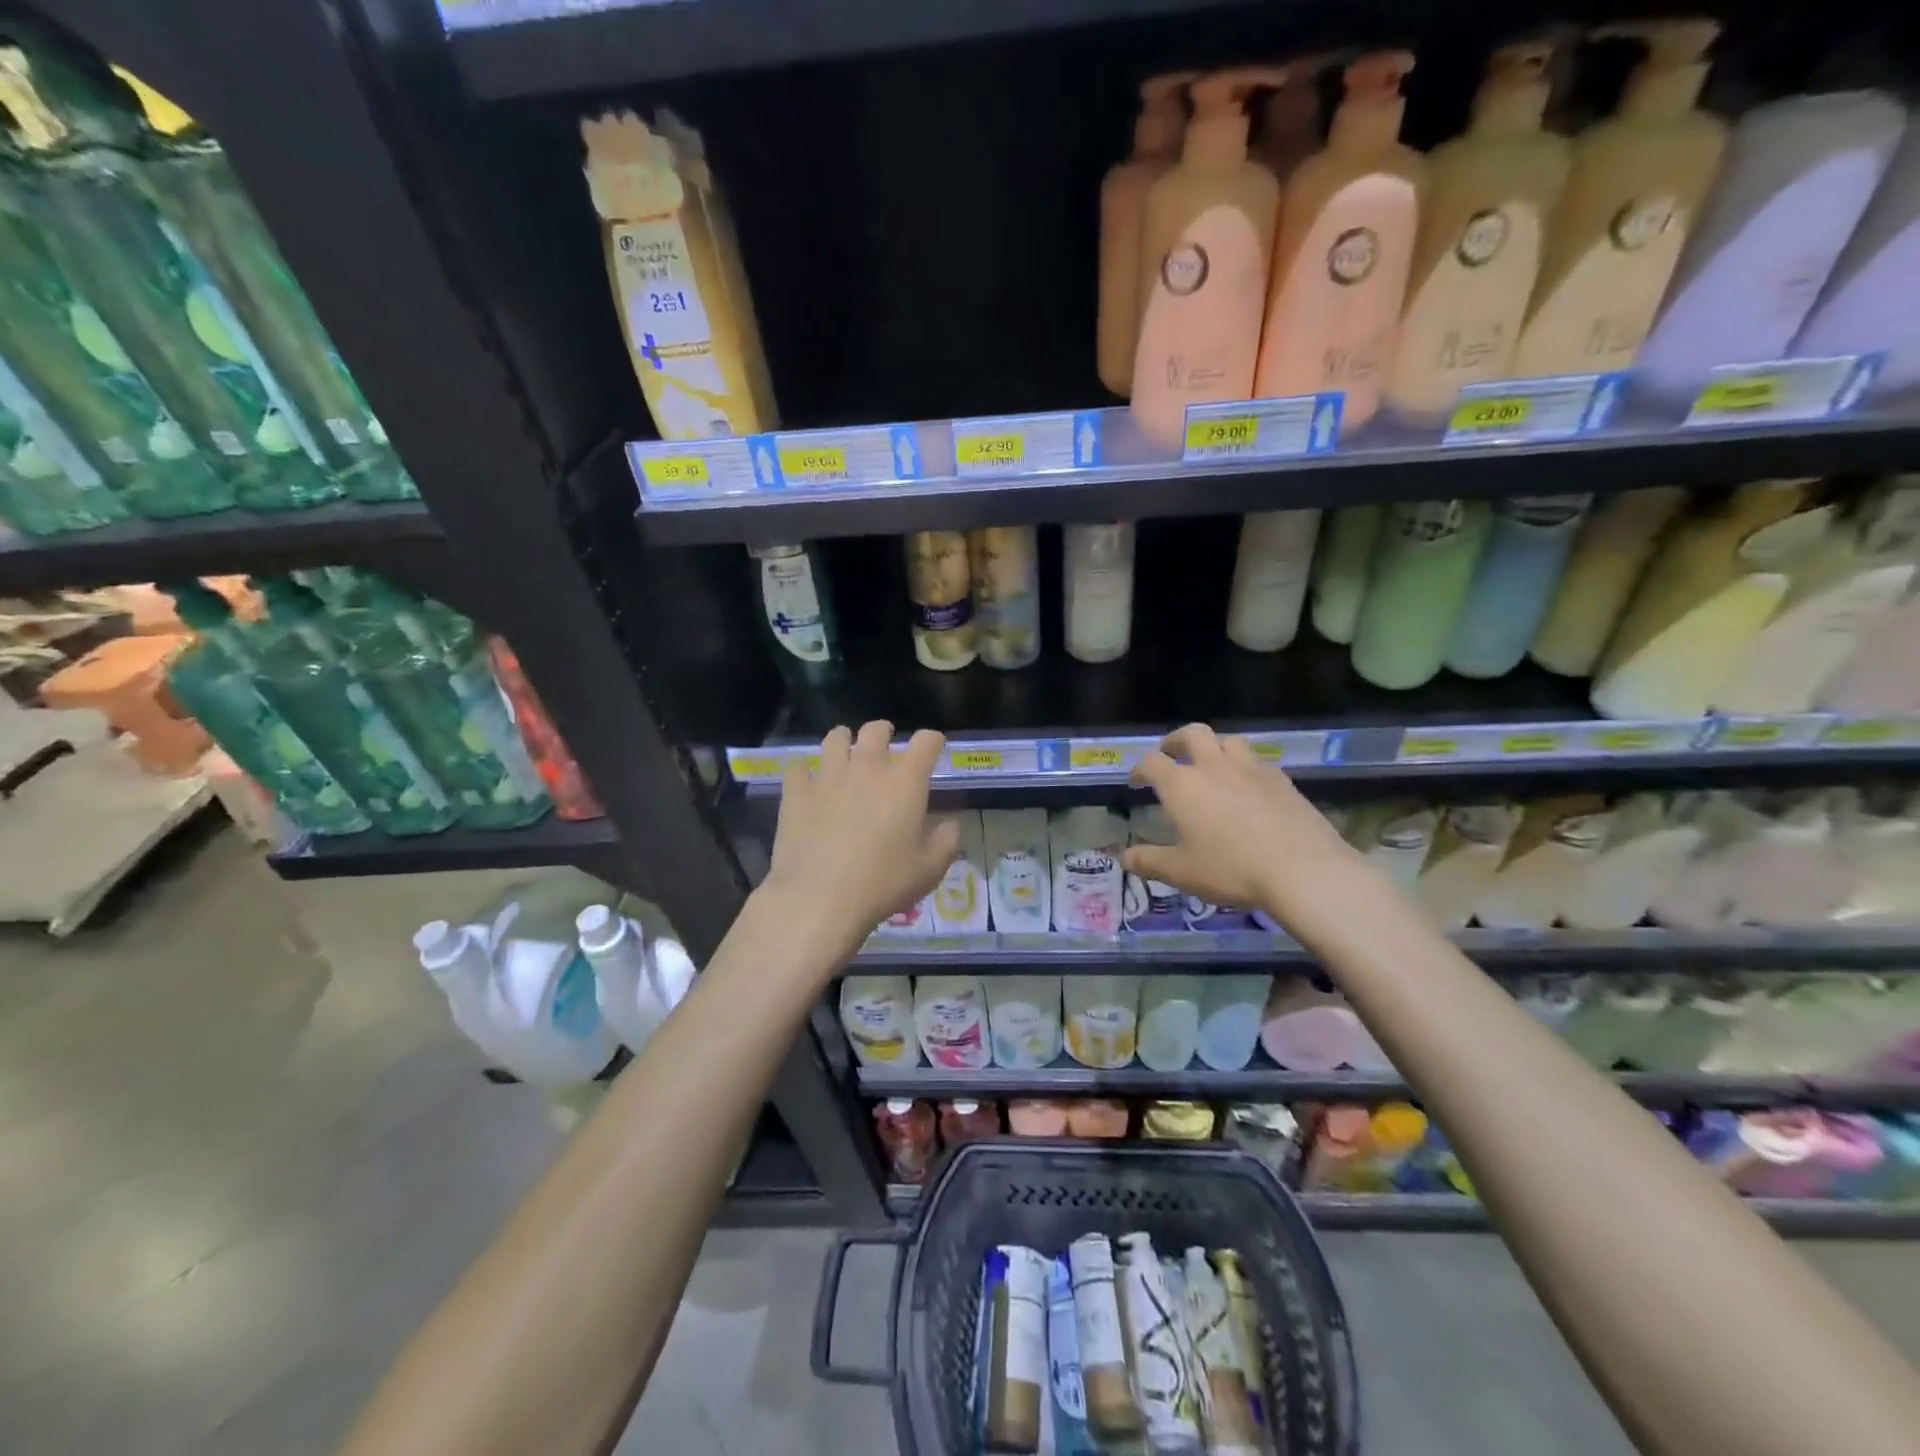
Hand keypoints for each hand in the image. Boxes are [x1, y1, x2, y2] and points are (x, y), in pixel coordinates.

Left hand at [758, 722, 961, 964]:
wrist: (819, 898)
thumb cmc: (882, 883)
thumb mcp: (929, 870)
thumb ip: (946, 842)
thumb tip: (950, 824)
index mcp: (905, 782)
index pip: (926, 741)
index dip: (932, 740)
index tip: (933, 748)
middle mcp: (867, 768)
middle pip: (875, 730)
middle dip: (883, 732)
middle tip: (885, 745)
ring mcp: (828, 777)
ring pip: (834, 738)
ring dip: (843, 741)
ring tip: (844, 754)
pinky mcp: (797, 793)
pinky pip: (798, 768)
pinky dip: (804, 772)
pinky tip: (807, 783)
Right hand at [1124, 723, 1358, 931]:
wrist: (1304, 870)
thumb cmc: (1232, 869)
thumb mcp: (1181, 872)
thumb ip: (1149, 862)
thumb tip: (1124, 857)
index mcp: (1183, 785)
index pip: (1152, 762)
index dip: (1139, 769)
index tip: (1136, 781)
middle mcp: (1214, 766)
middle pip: (1192, 733)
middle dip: (1175, 740)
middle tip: (1170, 754)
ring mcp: (1252, 769)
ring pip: (1228, 741)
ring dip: (1214, 747)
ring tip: (1211, 765)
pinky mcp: (1282, 780)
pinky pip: (1257, 762)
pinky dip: (1244, 767)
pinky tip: (1248, 788)